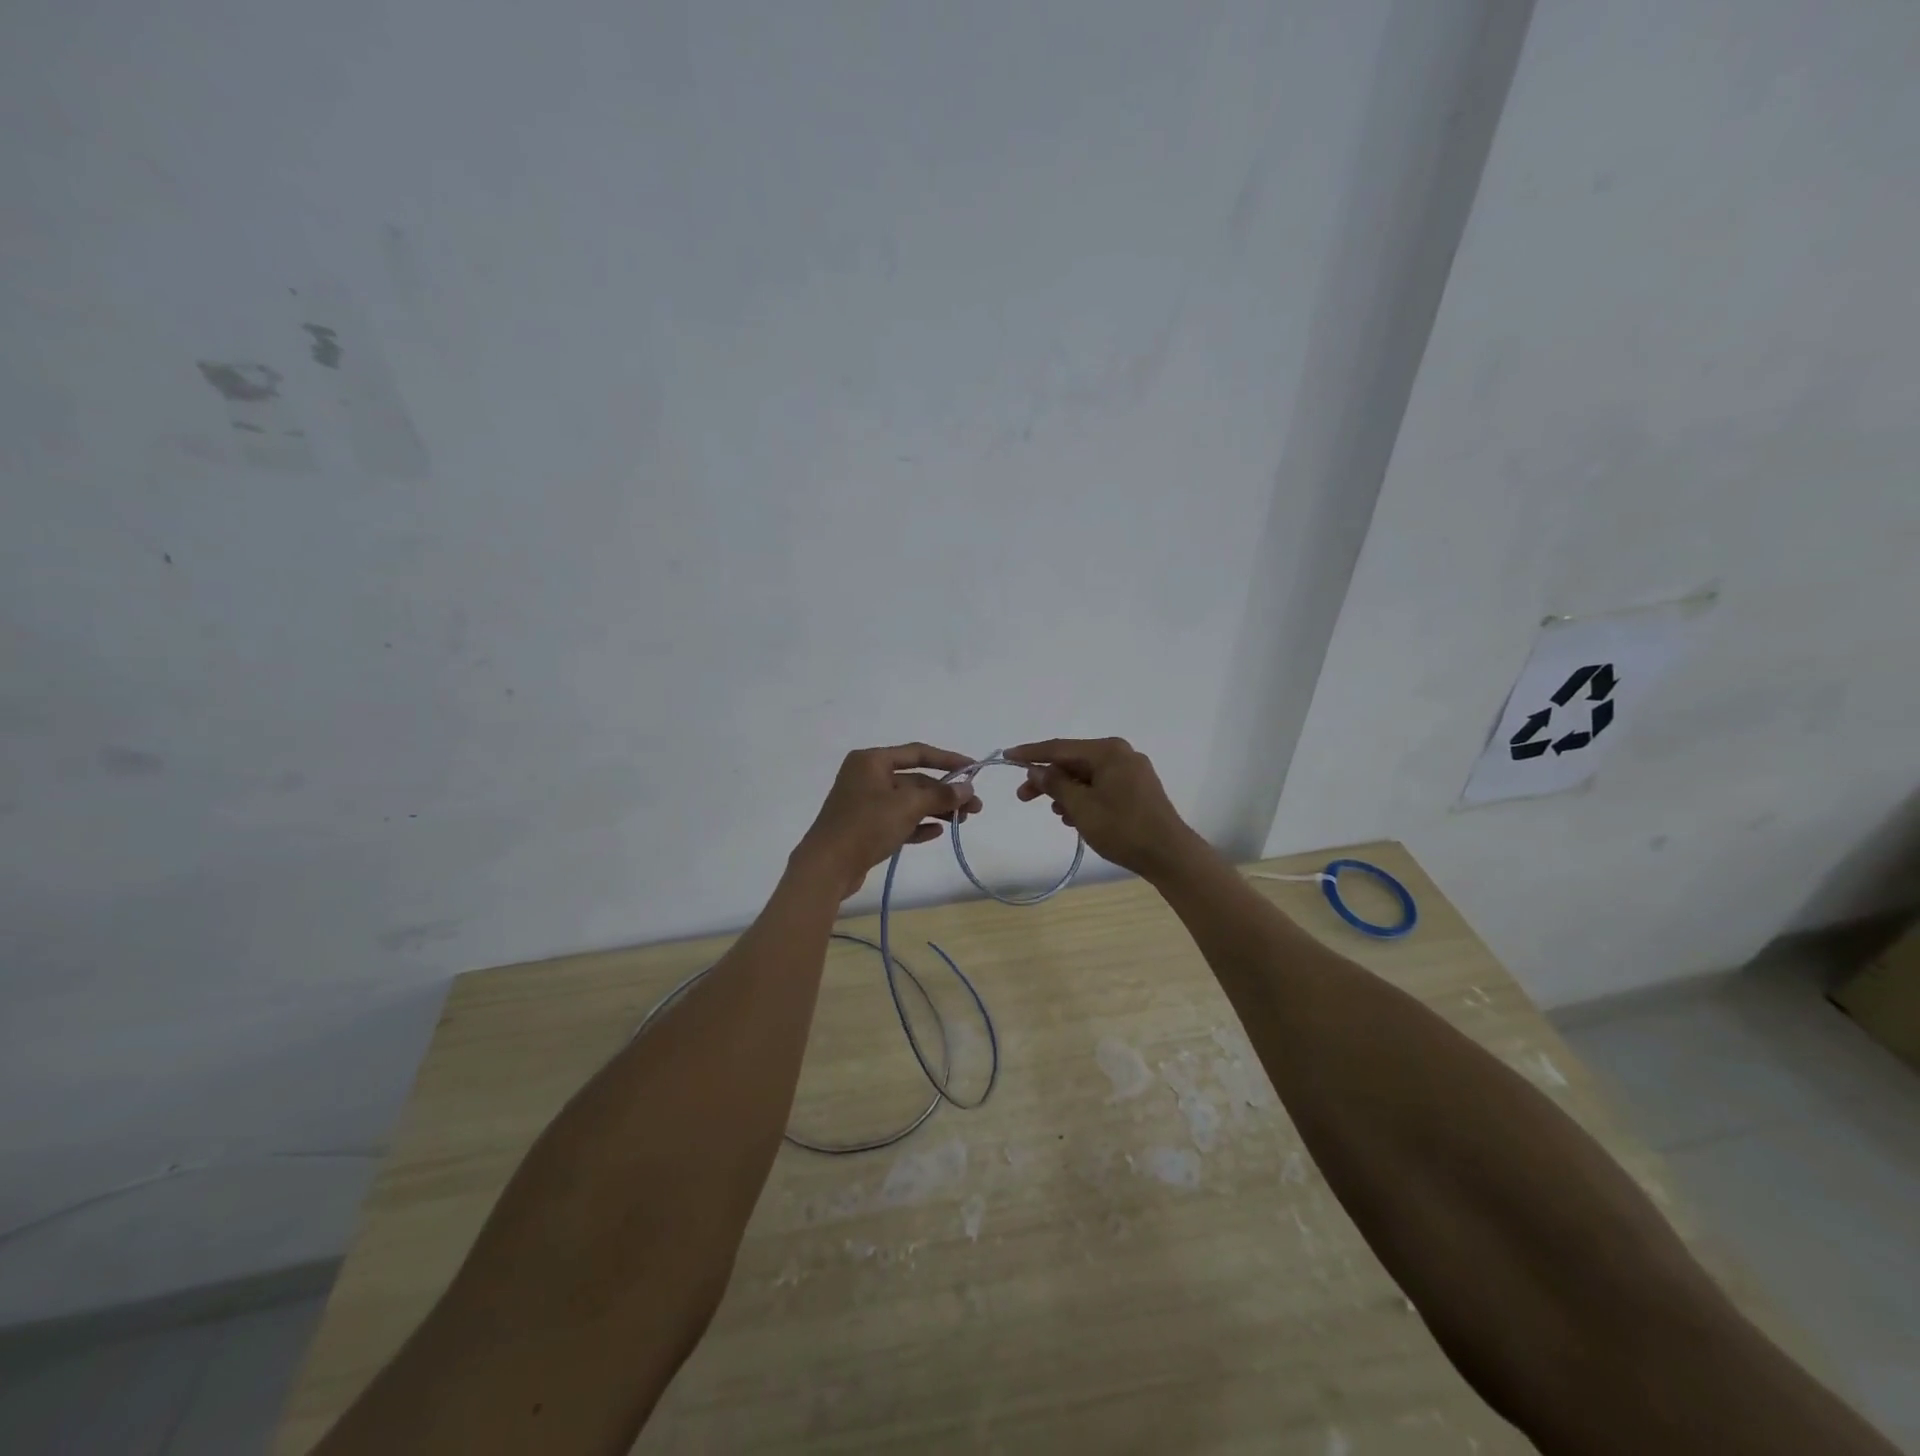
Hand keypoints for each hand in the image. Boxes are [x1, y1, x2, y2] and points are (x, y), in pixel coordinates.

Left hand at [793, 743, 983, 898]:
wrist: (827, 867)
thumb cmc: (866, 825)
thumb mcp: (907, 806)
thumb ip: (940, 795)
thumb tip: (967, 789)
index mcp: (872, 761)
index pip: (917, 753)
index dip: (948, 760)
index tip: (974, 770)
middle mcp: (867, 777)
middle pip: (915, 780)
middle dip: (945, 793)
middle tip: (975, 808)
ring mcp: (865, 803)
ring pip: (908, 802)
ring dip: (936, 810)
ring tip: (962, 822)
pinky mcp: (865, 828)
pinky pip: (898, 821)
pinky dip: (917, 825)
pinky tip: (937, 833)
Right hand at [1006, 737, 1199, 878]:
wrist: (1169, 855)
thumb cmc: (1123, 828)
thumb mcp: (1082, 807)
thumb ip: (1056, 784)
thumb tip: (1037, 769)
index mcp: (1108, 751)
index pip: (1060, 748)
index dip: (1030, 753)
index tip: (1006, 755)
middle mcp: (1121, 754)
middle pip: (1073, 762)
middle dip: (1047, 779)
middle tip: (1023, 796)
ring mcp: (1132, 771)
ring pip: (1087, 776)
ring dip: (1065, 791)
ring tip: (1054, 812)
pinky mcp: (1137, 789)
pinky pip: (1101, 786)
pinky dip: (1083, 798)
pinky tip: (1074, 817)